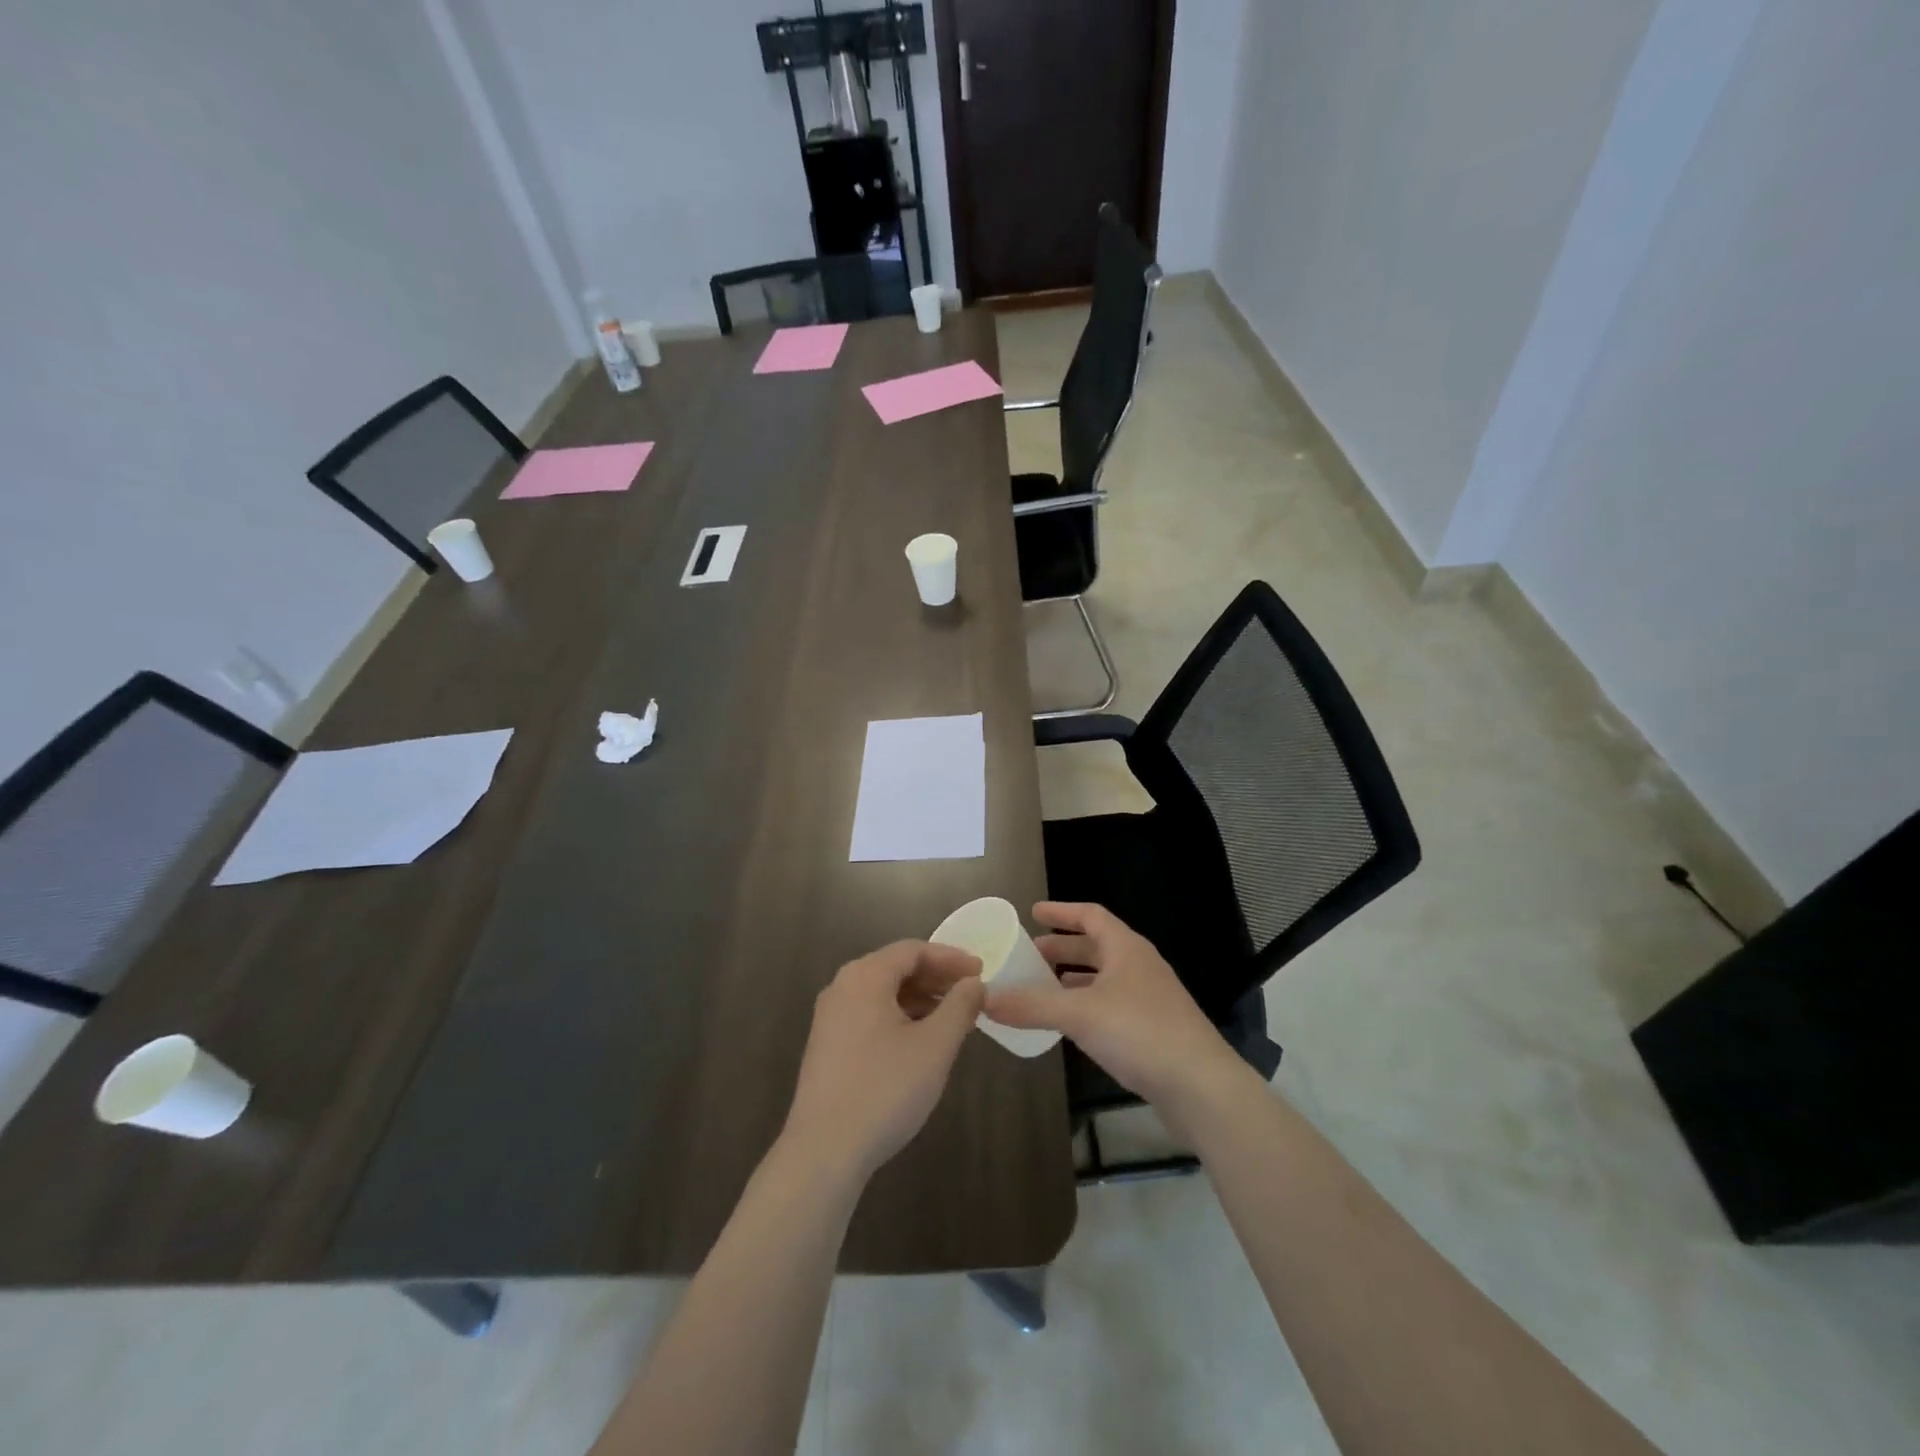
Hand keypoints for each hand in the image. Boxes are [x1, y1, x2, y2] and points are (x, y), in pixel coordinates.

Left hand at [781, 941, 985, 1182]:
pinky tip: (921, 1042)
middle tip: (971, 994)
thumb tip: (975, 983)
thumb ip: (960, 1007)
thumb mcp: (935, 1046)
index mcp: (865, 976)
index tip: (981, 972)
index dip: (951, 958)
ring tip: (953, 1019)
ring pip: (883, 993)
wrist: (824, 1150)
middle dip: (936, 978)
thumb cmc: (885, 1088)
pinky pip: (870, 1014)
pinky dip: (900, 1017)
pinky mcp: (827, 1046)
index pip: (913, 950)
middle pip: (896, 968)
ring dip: (920, 999)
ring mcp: (830, 1017)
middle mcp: (842, 987)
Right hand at [985, 902, 1236, 1104]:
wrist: (1200, 1086)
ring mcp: (1149, 998)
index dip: (1061, 911)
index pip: (1091, 915)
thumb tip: (984, 998)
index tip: (1033, 912)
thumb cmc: (1140, 1032)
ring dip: (1072, 979)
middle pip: (1096, 946)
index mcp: (1126, 948)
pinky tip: (1068, 1024)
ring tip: (1040, 988)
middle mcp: (1139, 966)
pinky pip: (1110, 1004)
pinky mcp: (1152, 1029)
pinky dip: (1085, 1005)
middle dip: (1062, 948)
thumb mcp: (1079, 1014)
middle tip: (1028, 955)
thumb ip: (1031, 1005)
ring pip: (1103, 978)